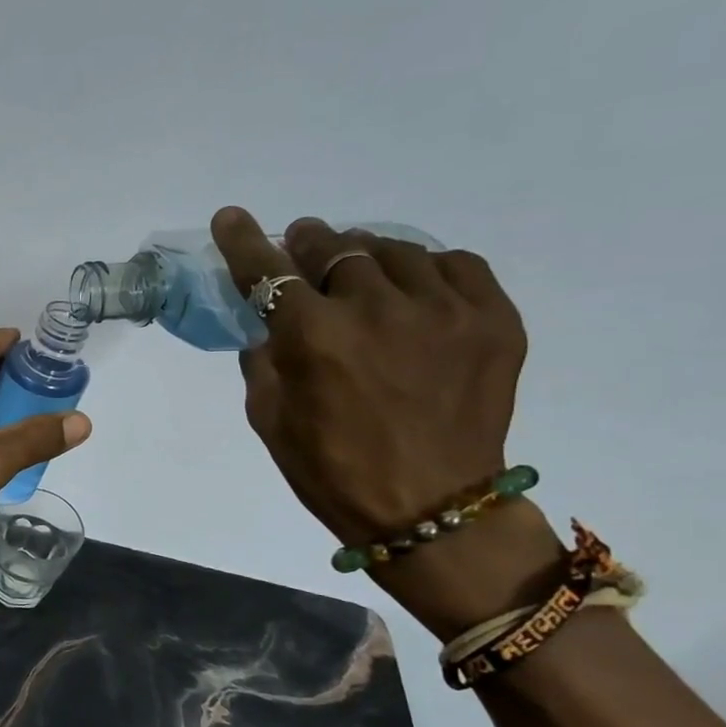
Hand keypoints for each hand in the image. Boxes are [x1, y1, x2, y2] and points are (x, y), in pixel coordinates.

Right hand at [212, 208, 561, 635]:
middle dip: (308, 245)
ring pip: (394, 250)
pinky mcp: (493, 319)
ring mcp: (443, 310)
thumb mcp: (269, 418)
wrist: (431, 509)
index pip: (268, 271)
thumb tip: (268, 326)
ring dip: (364, 256)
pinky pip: (455, 265)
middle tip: (300, 250)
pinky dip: (426, 269)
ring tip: (358, 273)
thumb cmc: (331, 470)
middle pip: (334, 248)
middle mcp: (377, 310)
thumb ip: (263, 361)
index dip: (244, 241)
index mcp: (314, 338)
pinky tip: (414, 289)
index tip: (231, 217)